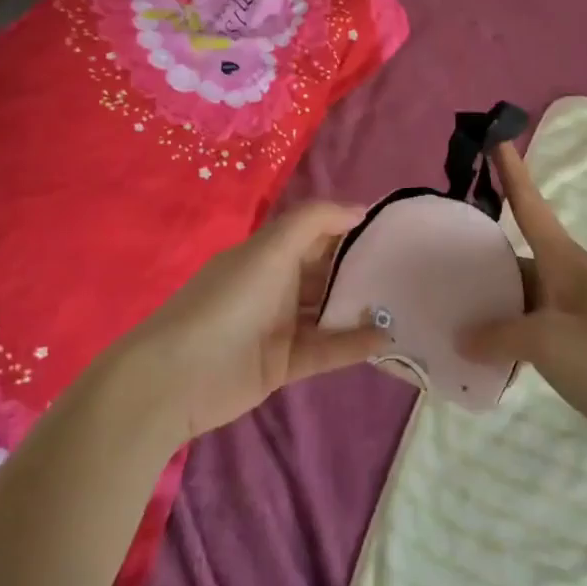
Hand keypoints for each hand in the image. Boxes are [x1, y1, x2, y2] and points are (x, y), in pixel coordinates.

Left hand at [117, 202, 389, 446]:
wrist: (178, 376)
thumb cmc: (228, 301)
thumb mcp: (270, 249)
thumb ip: (314, 222)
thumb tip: (358, 209)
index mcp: (270, 252)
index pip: (317, 233)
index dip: (349, 227)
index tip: (392, 228)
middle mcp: (277, 284)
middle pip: (326, 272)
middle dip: (362, 269)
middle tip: (409, 269)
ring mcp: (280, 326)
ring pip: (329, 311)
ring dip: (361, 307)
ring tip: (405, 303)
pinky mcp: (285, 364)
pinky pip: (326, 349)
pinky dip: (353, 344)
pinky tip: (385, 338)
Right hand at [459, 143, 586, 463]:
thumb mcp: (548, 344)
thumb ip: (498, 335)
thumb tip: (461, 336)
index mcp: (564, 260)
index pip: (530, 204)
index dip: (511, 171)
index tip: (495, 137)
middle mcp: (567, 275)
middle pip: (517, 251)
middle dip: (482, 248)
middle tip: (441, 245)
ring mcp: (572, 307)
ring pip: (521, 291)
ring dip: (492, 296)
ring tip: (451, 302)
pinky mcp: (576, 337)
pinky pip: (530, 322)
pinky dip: (506, 328)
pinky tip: (483, 347)